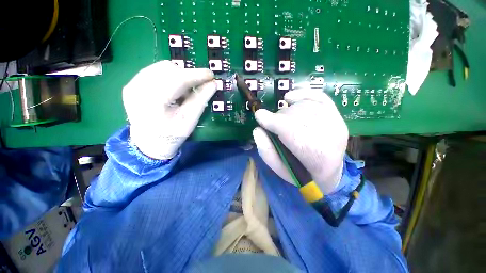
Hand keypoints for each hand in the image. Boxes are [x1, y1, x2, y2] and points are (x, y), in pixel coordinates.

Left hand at [123, 61, 215, 159]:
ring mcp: (132, 85)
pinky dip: (168, 78)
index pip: (177, 79)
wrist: (149, 144)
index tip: (211, 75)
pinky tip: (172, 91)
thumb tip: (213, 84)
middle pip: (168, 69)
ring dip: (178, 77)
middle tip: (196, 89)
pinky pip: (154, 71)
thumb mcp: (190, 120)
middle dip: (187, 76)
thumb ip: (201, 100)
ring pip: (161, 67)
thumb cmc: (172, 135)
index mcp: (153, 101)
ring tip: (182, 93)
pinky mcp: (131, 85)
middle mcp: (137, 88)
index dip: (196, 75)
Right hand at [253, 89, 348, 193]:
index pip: (291, 130)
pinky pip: (318, 96)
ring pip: (303, 106)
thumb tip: (257, 130)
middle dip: (279, 118)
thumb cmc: (303, 174)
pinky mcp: (337, 115)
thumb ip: (266, 151)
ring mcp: (336, 123)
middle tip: (273, 126)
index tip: (259, 116)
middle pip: (296, 116)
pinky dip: (302, 94)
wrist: (331, 172)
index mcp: (317, 157)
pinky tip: (290, 97)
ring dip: (287, 112)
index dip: (272, 121)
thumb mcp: (280, 169)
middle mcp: (331, 136)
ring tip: (283, 121)